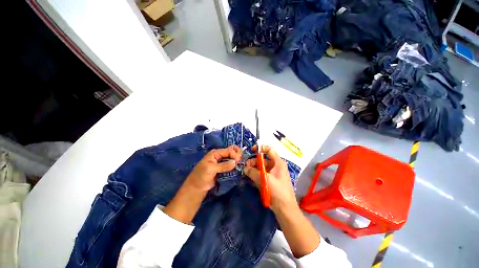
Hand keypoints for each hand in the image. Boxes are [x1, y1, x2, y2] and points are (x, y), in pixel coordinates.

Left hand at [184, 145, 241, 191]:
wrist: (196, 189)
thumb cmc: (201, 177)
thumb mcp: (211, 169)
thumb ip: (223, 165)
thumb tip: (235, 162)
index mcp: (215, 153)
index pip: (227, 150)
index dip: (234, 154)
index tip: (239, 160)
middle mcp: (218, 156)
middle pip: (230, 153)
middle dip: (236, 155)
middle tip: (242, 160)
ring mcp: (220, 163)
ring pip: (231, 159)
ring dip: (236, 161)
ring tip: (242, 164)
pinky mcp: (222, 169)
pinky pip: (230, 166)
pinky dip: (234, 166)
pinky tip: (238, 167)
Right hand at [245, 145, 320, 257]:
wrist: (285, 209)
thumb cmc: (277, 191)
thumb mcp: (264, 180)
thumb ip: (253, 172)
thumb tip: (245, 168)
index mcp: (278, 163)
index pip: (269, 150)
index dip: (261, 148)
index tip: (251, 150)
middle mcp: (276, 166)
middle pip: (264, 159)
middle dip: (254, 161)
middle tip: (246, 166)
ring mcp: (273, 174)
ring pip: (262, 167)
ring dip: (254, 168)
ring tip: (247, 172)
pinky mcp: (271, 180)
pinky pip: (262, 174)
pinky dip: (256, 174)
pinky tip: (251, 177)